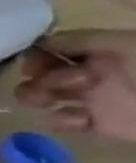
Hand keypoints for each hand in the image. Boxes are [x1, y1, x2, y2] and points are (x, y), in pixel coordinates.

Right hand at [17, 30, 135, 142]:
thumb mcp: (126, 45)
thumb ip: (85, 39)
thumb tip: (40, 41)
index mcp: (104, 50)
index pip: (53, 48)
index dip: (36, 55)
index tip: (36, 65)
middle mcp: (93, 72)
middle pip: (41, 73)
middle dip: (41, 80)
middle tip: (71, 85)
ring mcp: (92, 98)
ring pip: (40, 97)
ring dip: (38, 100)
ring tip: (54, 104)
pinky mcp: (93, 123)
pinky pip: (59, 121)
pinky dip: (62, 122)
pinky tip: (82, 122)